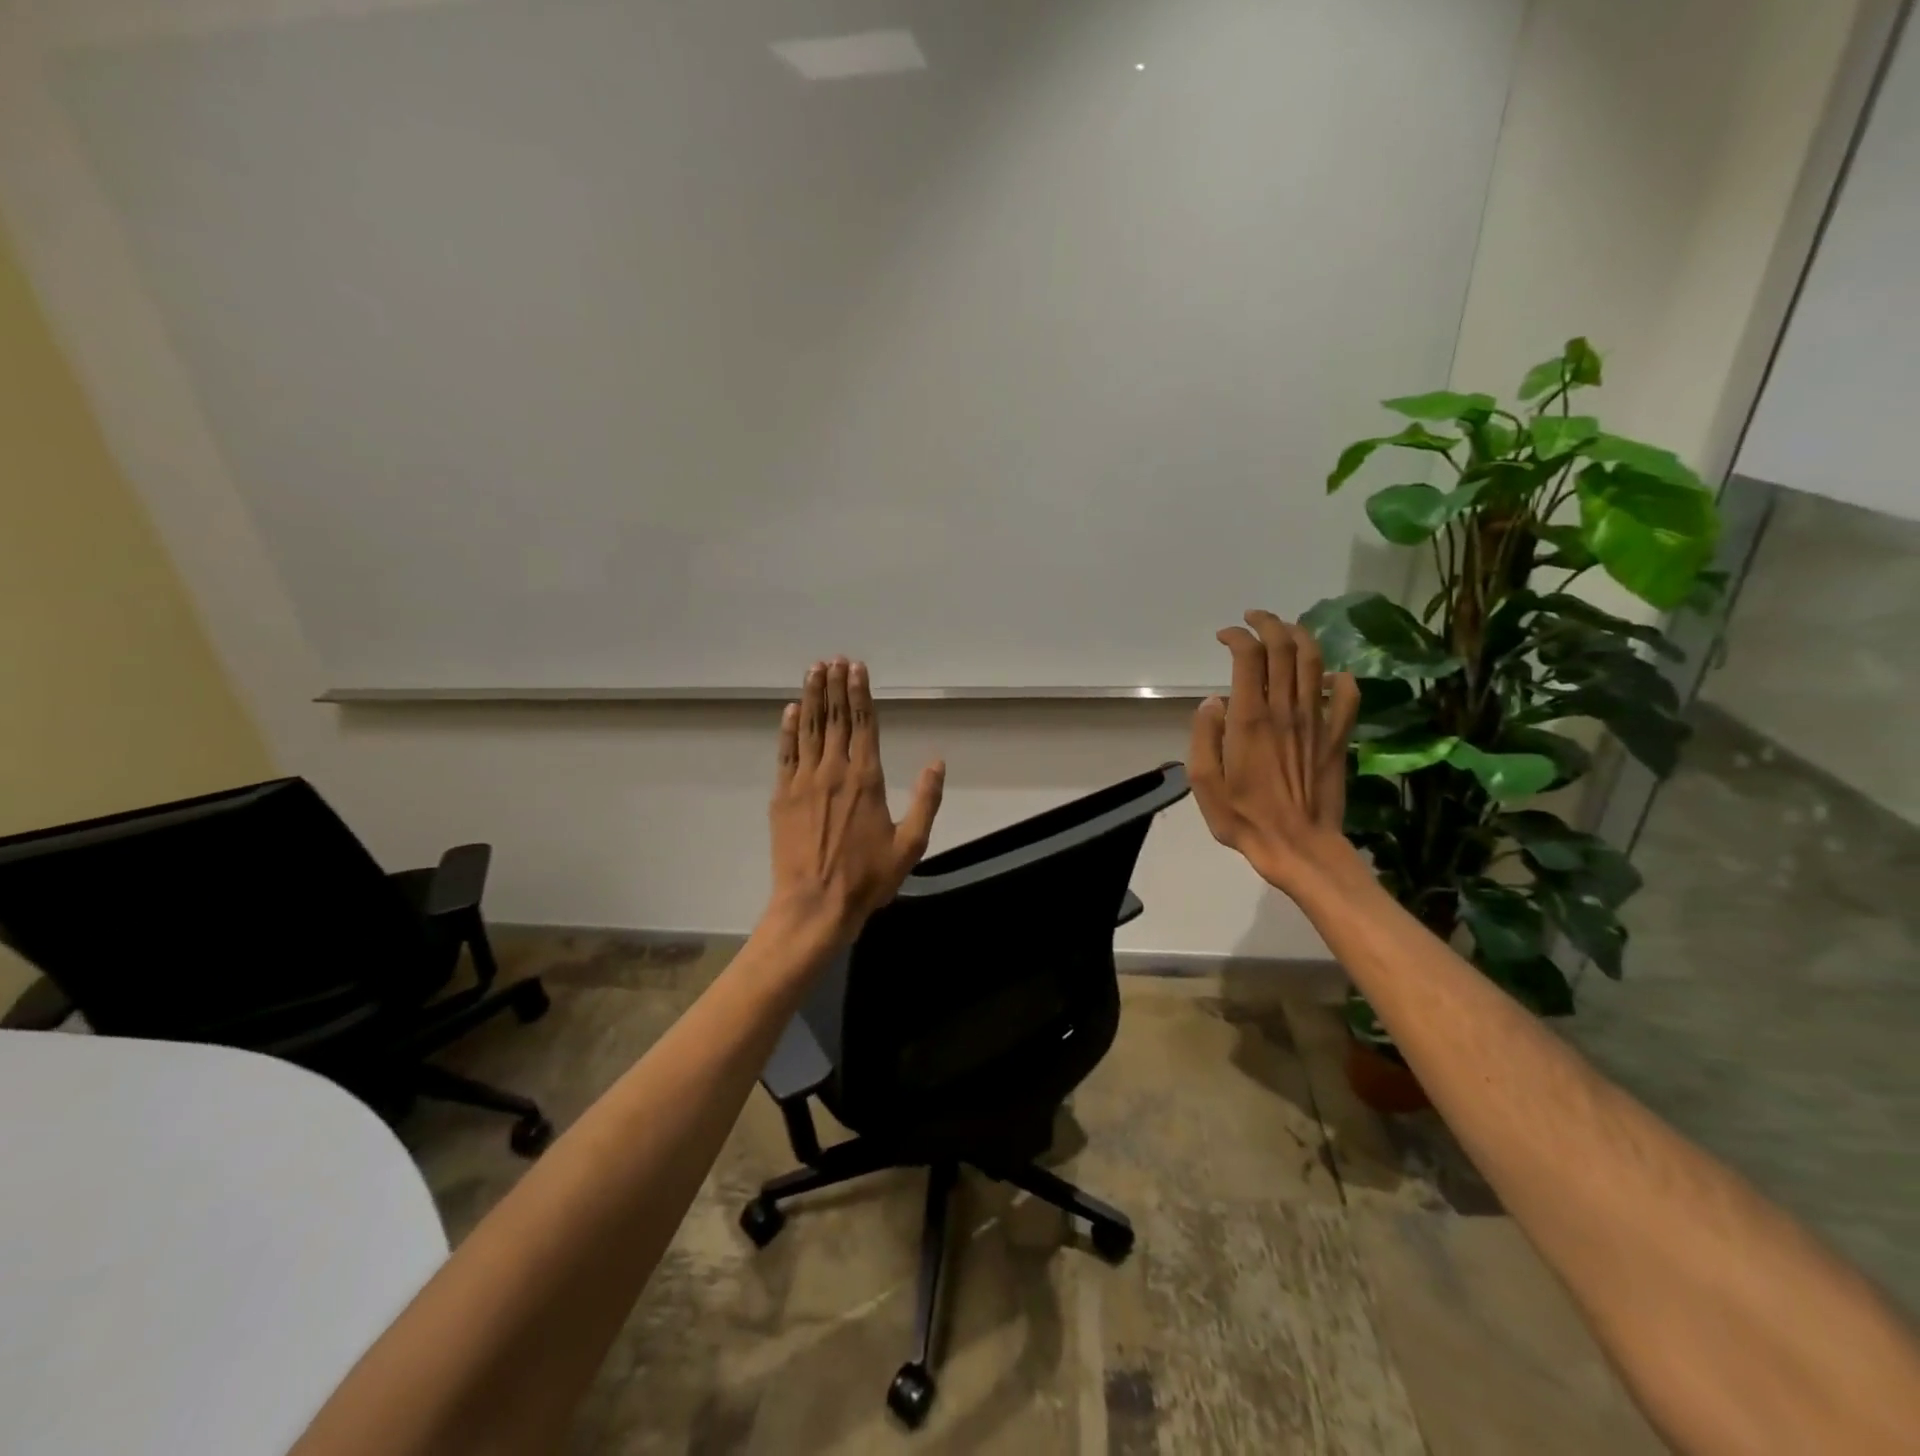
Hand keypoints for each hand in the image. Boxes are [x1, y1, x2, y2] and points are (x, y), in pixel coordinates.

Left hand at [767, 657, 945, 942]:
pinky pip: (786, 754)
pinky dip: (788, 730)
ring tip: (814, 670)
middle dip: (834, 686)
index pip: (864, 725)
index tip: (857, 668)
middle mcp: (834, 771)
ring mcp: (804, 782)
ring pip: (809, 729)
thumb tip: (937, 763)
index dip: (860, 694)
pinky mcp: (783, 796)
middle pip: (835, 719)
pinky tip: (790, 711)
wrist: (815, 905)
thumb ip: (926, 800)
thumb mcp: (910, 844)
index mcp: (866, 780)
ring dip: (811, 698)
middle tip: (833, 659)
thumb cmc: (868, 878)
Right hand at [1189, 610, 1361, 895]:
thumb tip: (1213, 702)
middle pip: (1284, 649)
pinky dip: (1341, 679)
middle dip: (1269, 624)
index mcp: (1250, 720)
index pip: (1249, 657)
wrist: (1298, 847)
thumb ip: (1204, 737)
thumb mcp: (1204, 782)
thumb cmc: (1244, 818)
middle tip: (1254, 619)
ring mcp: (1316, 722)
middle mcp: (1286, 711)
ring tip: (1286, 631)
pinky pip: (1348, 697)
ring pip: (1315, 663)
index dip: (1236, 637)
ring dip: (1301, 638)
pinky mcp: (1337, 738)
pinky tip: (1331, 677)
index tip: (1224, 636)